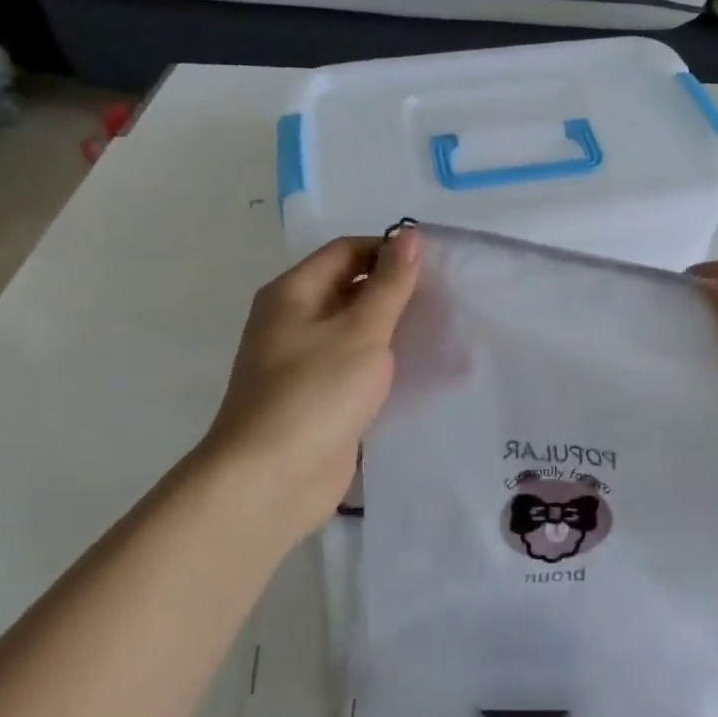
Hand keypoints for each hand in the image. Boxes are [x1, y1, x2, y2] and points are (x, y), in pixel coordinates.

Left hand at [190, 229, 421, 545]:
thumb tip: (410, 236)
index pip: (347, 252)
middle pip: (350, 288)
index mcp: (293, 293)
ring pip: (355, 329)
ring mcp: (303, 361)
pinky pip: (354, 366)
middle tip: (446, 298)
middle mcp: (293, 320)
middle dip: (395, 290)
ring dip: (393, 328)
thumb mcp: (362, 331)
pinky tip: (419, 369)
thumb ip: (390, 285)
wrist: (271, 480)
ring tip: (441, 330)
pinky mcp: (317, 397)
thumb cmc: (316, 393)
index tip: (436, 266)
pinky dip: (383, 362)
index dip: (390, 251)